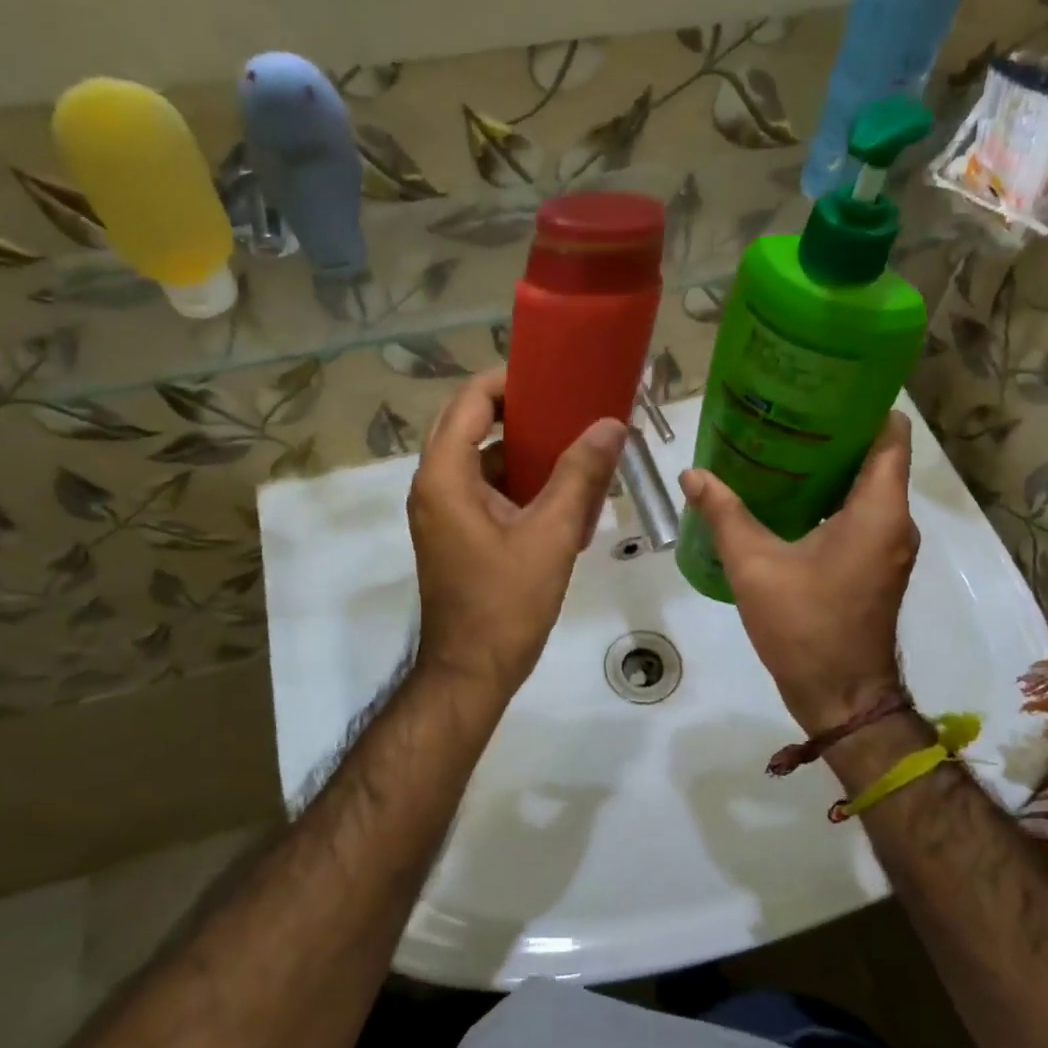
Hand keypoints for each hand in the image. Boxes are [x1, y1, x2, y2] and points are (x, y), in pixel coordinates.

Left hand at [409, 369, 625, 699]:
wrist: (472, 673)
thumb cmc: (506, 603)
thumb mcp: (551, 535)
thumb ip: (580, 475)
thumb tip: (613, 425)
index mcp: (445, 476)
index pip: (470, 401)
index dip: (509, 380)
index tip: (553, 375)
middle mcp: (434, 486)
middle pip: (472, 425)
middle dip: (519, 411)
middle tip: (569, 405)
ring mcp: (443, 512)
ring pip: (481, 460)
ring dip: (523, 448)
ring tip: (574, 441)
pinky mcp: (457, 534)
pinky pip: (485, 490)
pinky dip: (518, 482)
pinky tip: (562, 489)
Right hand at [680, 411, 918, 732]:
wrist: (841, 697)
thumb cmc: (805, 626)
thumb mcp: (755, 566)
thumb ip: (724, 514)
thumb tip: (692, 474)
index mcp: (878, 510)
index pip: (890, 434)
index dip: (864, 405)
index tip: (822, 389)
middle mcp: (895, 521)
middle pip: (877, 457)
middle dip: (836, 433)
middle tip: (787, 415)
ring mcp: (890, 546)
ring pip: (868, 487)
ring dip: (831, 468)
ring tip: (781, 449)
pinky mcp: (877, 565)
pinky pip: (861, 514)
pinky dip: (831, 499)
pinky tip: (788, 499)